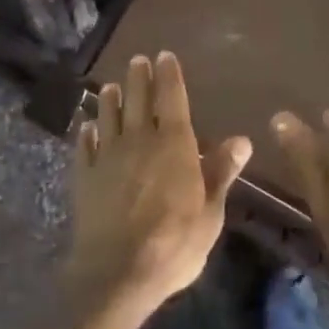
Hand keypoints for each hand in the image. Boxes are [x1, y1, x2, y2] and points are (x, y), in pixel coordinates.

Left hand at [70, 52, 252, 319]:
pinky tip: (87, 127)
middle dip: (139, 77)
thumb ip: (221, 172)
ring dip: (110, 99)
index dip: (168, 75)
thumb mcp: (210, 213)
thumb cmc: (173, 244)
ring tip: (111, 87)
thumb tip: (242, 140)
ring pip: (109, 116)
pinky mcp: (85, 176)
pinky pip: (85, 146)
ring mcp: (108, 156)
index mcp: (173, 143)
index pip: (171, 97)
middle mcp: (139, 139)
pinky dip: (87, 133)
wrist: (116, 273)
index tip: (164, 55)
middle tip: (138, 60)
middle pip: (137, 99)